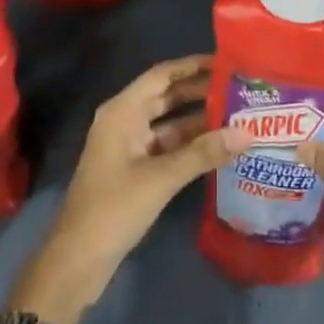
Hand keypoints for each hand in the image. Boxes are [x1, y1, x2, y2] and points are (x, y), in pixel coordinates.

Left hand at [12, 55, 249, 323]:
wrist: (77, 262)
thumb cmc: (114, 208)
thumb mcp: (162, 178)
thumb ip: (204, 153)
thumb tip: (247, 132)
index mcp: (122, 111)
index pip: (162, 75)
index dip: (192, 66)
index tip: (226, 62)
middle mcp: (125, 120)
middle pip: (166, 96)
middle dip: (200, 92)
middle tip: (239, 88)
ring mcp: (128, 146)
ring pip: (169, 124)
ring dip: (198, 120)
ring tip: (237, 115)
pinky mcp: (134, 170)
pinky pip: (166, 146)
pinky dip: (189, 145)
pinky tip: (218, 148)